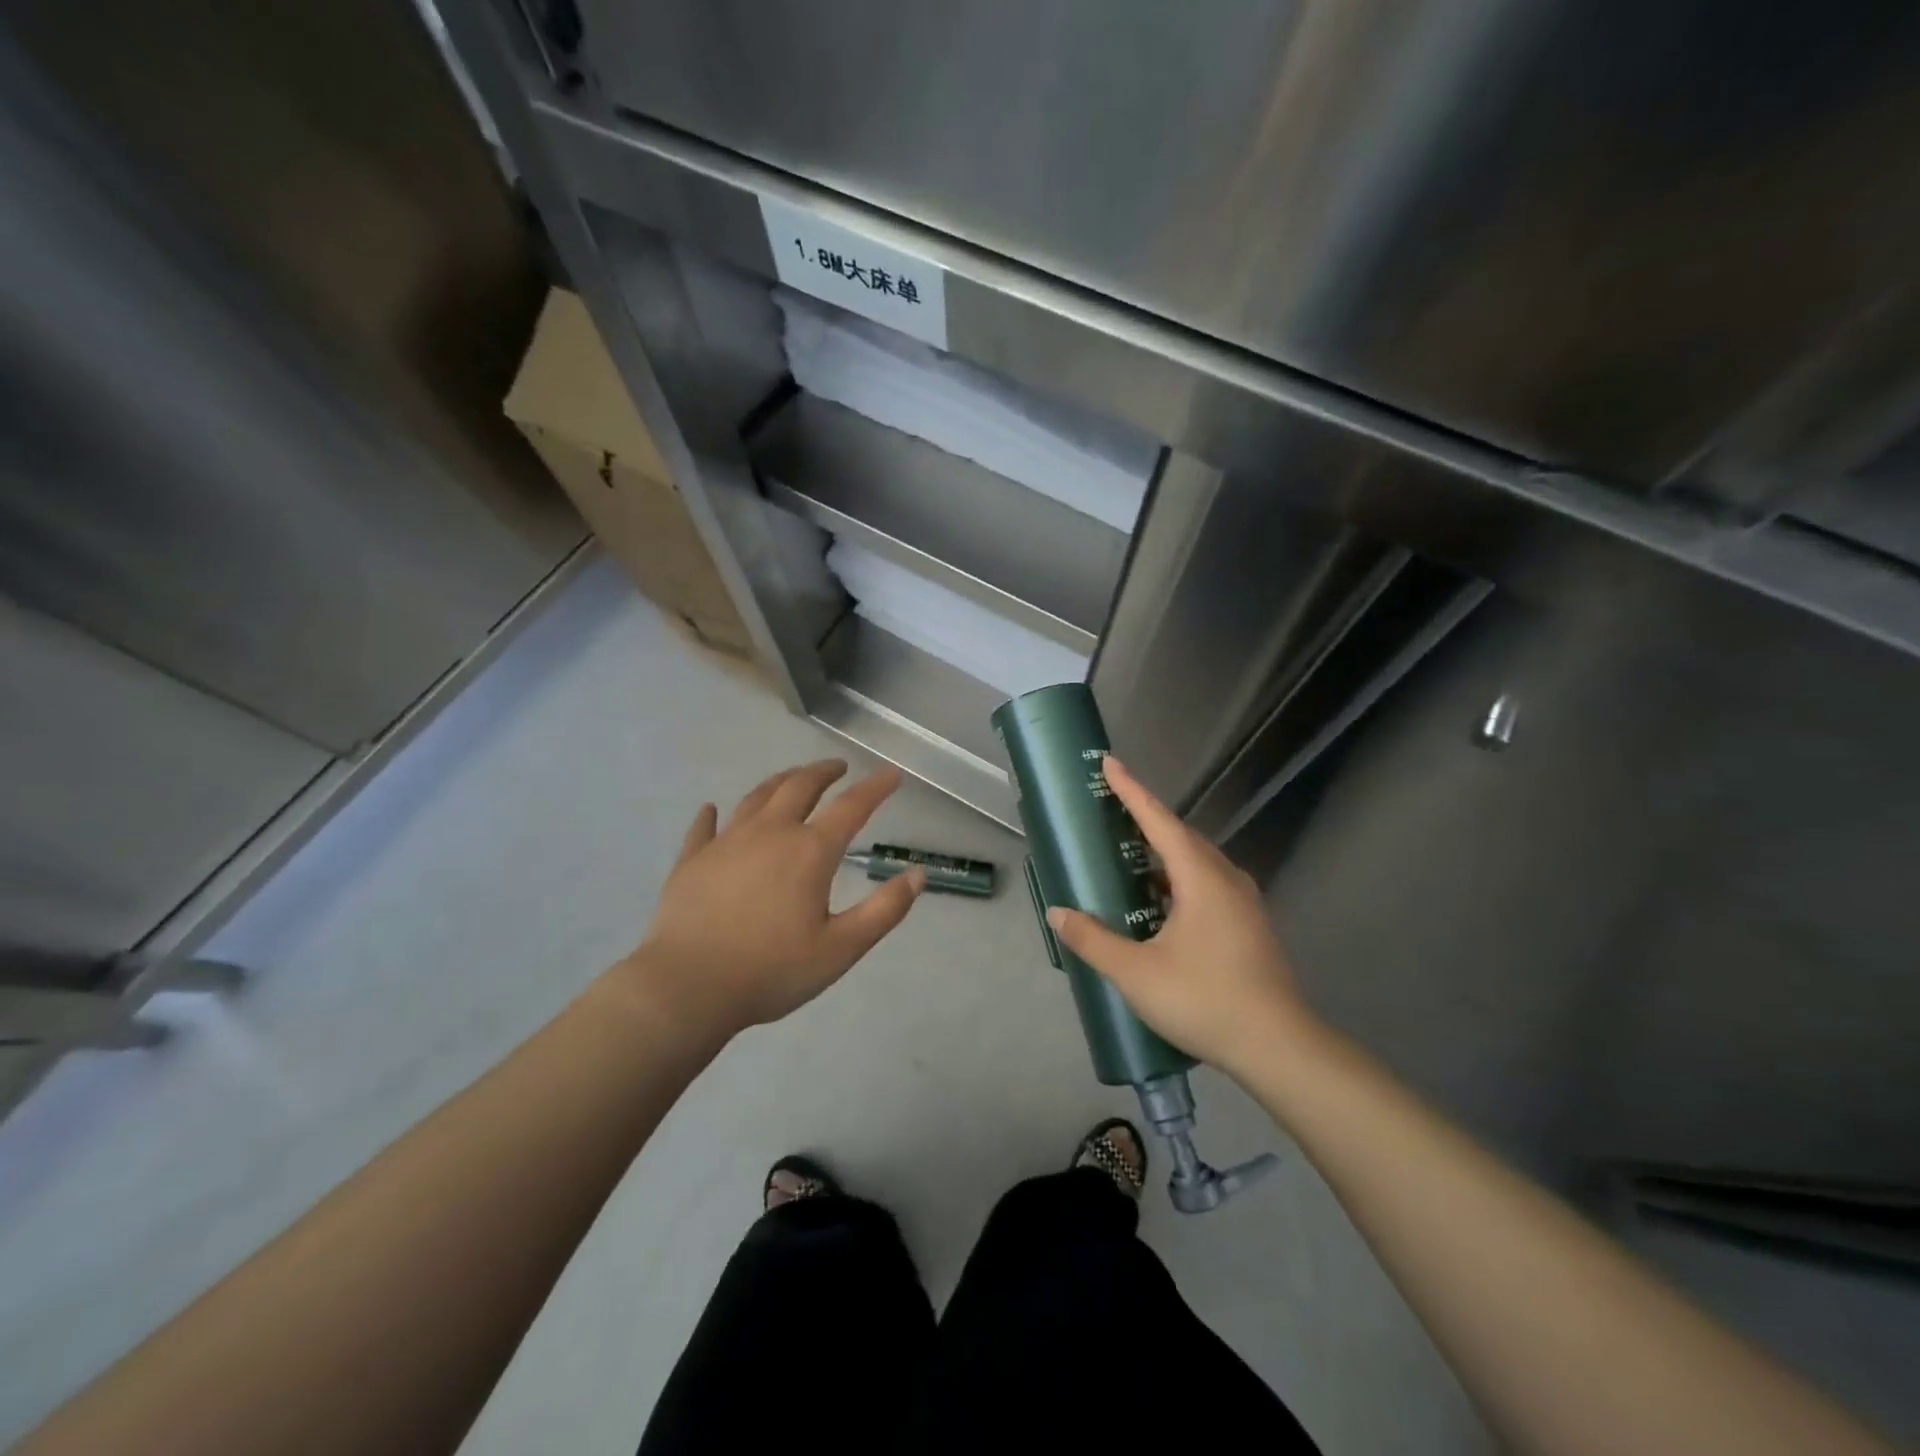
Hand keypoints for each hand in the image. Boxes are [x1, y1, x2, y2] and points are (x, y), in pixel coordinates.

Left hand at [620, 760, 923, 1043]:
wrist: (687, 988)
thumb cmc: (771, 970)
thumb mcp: (841, 949)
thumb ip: (884, 911)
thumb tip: (917, 874)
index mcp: (809, 852)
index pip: (851, 808)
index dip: (875, 789)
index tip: (890, 774)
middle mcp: (770, 833)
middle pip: (800, 787)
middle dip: (823, 772)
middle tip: (838, 767)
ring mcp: (726, 842)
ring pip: (756, 797)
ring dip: (780, 782)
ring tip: (793, 779)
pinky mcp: (692, 860)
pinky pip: (704, 827)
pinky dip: (712, 815)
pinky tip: (712, 809)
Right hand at [1046, 756, 1315, 1079]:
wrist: (1278, 1047)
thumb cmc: (1204, 999)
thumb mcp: (1136, 973)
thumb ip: (1093, 939)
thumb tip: (1057, 913)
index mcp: (1200, 877)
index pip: (1158, 820)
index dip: (1131, 790)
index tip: (1109, 763)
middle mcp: (1225, 878)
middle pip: (1180, 836)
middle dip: (1144, 819)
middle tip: (1109, 812)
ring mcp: (1242, 902)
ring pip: (1195, 862)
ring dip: (1161, 852)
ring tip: (1127, 855)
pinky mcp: (1248, 924)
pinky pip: (1206, 884)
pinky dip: (1177, 879)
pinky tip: (1158, 902)